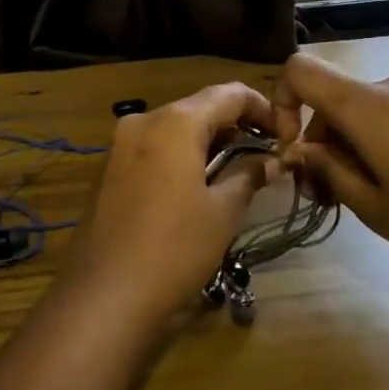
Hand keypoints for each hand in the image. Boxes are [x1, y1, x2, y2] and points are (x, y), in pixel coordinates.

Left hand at [59, 83, 275, 327]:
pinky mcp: (109, 168)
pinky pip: (154, 147)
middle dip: (235, 124)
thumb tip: (271, 162)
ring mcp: (120, 144)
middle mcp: (144, 120)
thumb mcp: (222, 212)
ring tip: (238, 167)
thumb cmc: (174, 248)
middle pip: (200, 107)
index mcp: (175, 122)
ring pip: (175, 127)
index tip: (284, 132)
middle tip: (266, 151)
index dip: (262, 107)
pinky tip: (199, 182)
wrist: (104, 295)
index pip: (229, 94)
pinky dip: (181, 154)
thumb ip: (249, 176)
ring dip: (208, 140)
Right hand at [272, 53, 388, 284]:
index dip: (281, 102)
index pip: (300, 69)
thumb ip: (328, 170)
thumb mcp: (374, 206)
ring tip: (362, 196)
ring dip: (347, 144)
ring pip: (360, 108)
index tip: (291, 149)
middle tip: (324, 195)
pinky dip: (376, 139)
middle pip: (331, 97)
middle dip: (318, 140)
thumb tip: (300, 150)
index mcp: (366, 105)